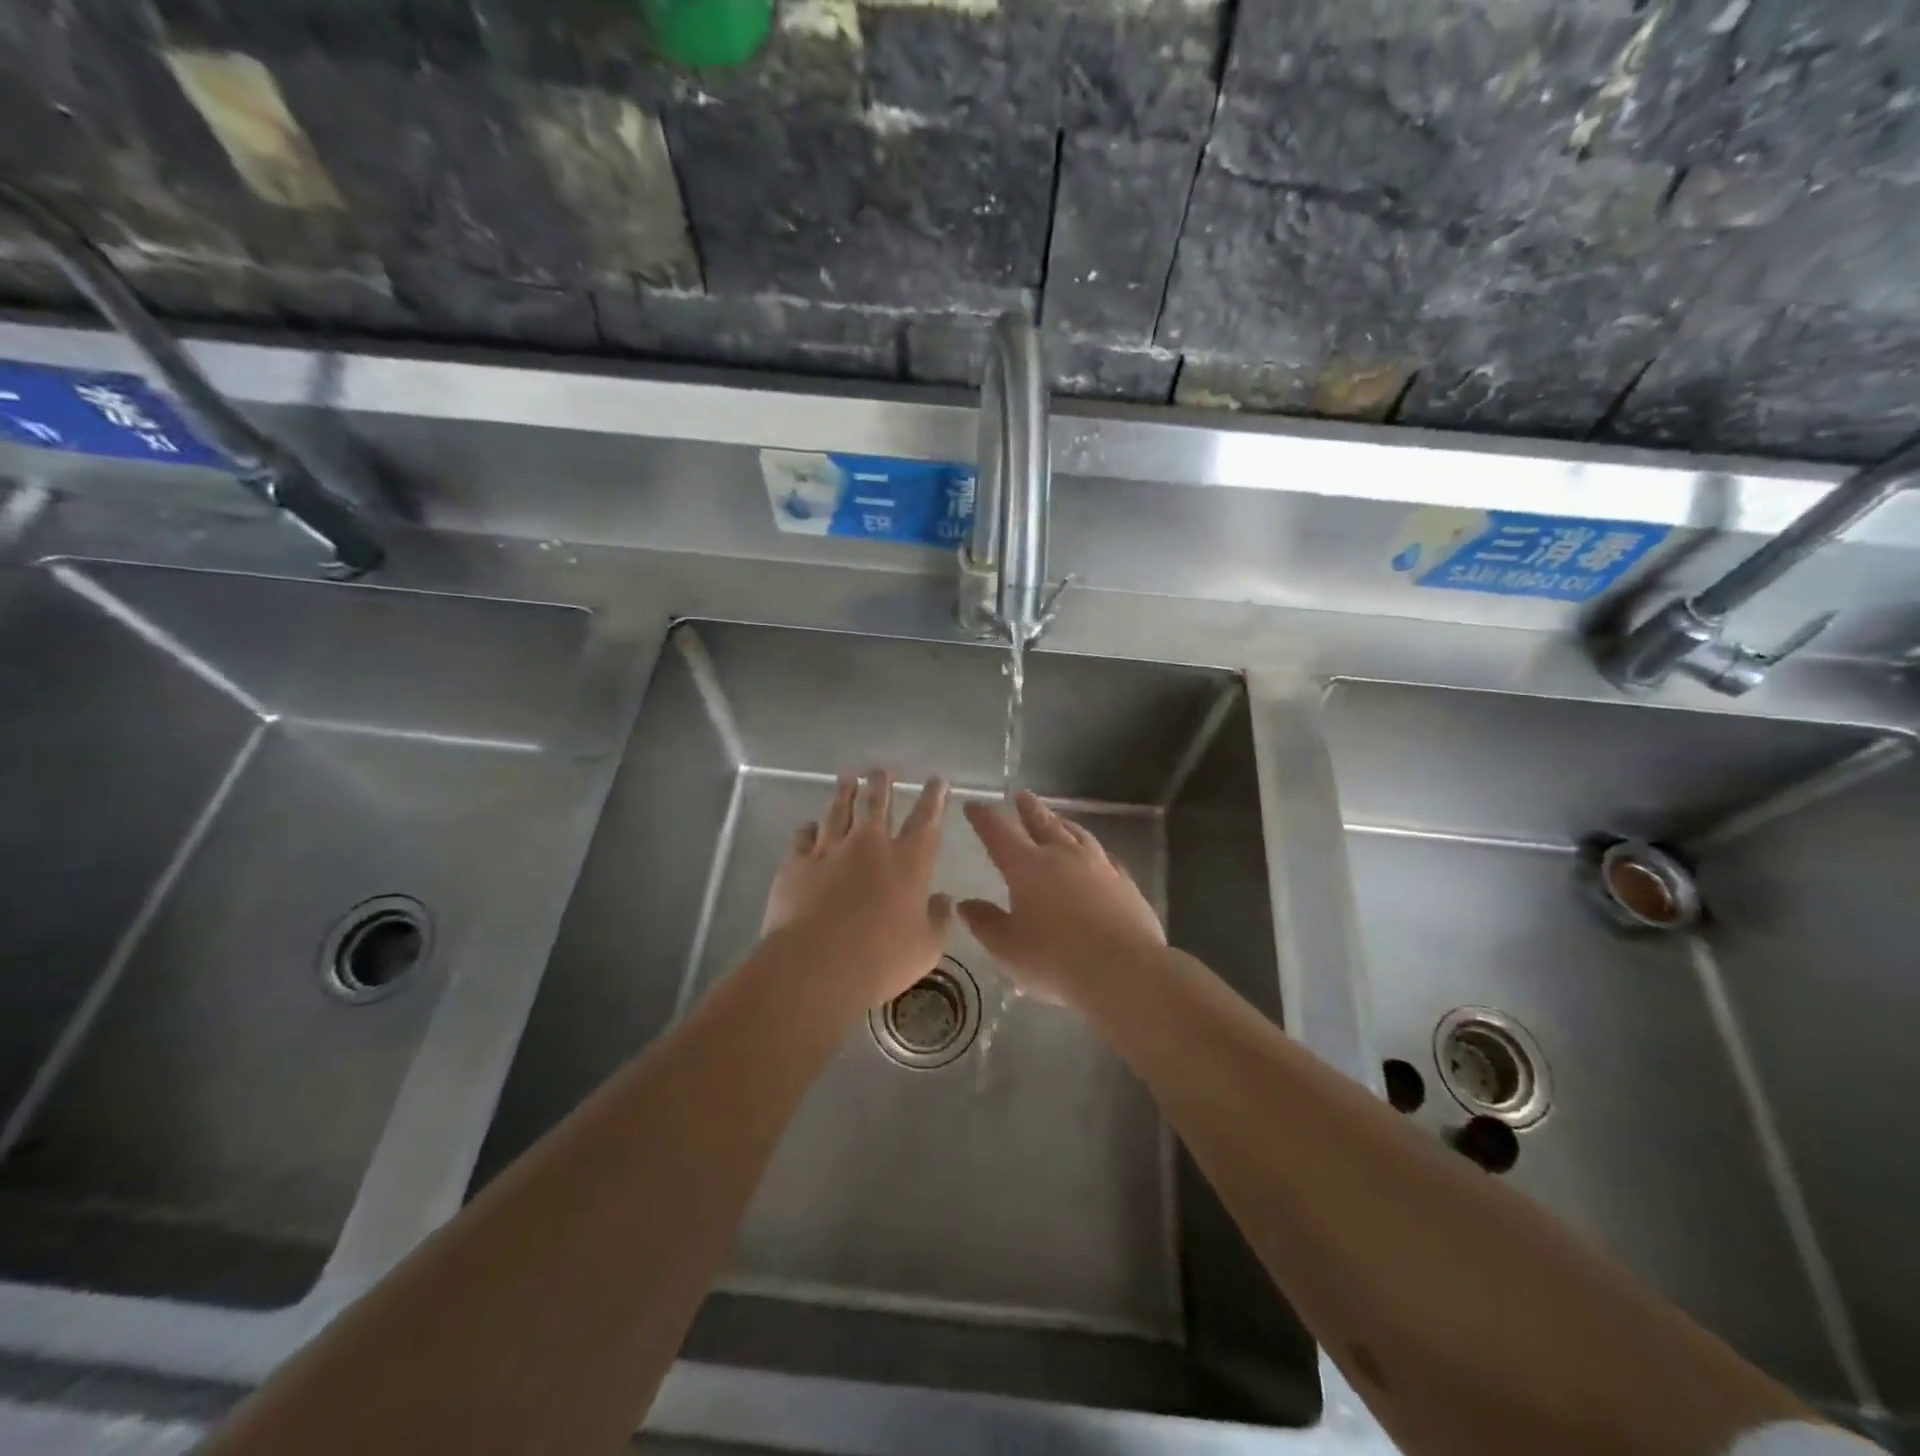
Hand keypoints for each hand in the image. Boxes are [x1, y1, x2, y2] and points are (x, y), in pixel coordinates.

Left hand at [761, 769, 952, 1011]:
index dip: (934, 798)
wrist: (816, 965)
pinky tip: (809, 826)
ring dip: (844, 793)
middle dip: (881, 784)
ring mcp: (830, 850)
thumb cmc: (881, 960)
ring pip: (837, 810)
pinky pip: (803, 836)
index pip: (926, 820)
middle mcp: (869, 846)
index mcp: (908, 862)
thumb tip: (944, 900)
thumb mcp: (926, 948)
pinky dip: (809, 828)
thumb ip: (939, 920)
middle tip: (881, 771)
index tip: (937, 781)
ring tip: (847, 779)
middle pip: (876, 804)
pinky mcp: (797, 863)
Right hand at [958, 790, 1164, 1004]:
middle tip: (1022, 795)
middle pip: (1042, 824)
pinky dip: (1094, 851)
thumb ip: (985, 923)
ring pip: (1077, 834)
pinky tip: (1098, 856)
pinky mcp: (1124, 883)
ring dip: (1063, 823)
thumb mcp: (1008, 948)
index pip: (999, 833)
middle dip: (1029, 809)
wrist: (1125, 970)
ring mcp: (1098, 866)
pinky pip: (1106, 857)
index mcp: (1027, 867)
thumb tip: (965, 904)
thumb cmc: (1056, 960)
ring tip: (1058, 818)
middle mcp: (1062, 856)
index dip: (984, 818)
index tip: (974, 805)